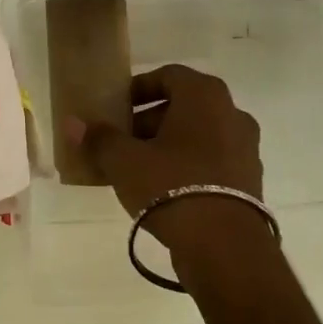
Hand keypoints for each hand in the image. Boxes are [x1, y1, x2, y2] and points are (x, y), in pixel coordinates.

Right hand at [66, 64, 263, 246]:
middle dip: (148, 122)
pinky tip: (163, 191)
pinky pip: (211, 161)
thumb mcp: (125, 161)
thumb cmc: (172, 185)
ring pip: (197, 136)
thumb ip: (99, 138)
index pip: (168, 76)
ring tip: (137, 170)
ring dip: (167, 146)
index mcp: (204, 96)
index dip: (138, 89)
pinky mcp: (249, 180)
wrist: (225, 247)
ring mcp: (245, 148)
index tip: (116, 109)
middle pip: (183, 106)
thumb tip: (73, 123)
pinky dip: (187, 166)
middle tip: (121, 142)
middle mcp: (231, 113)